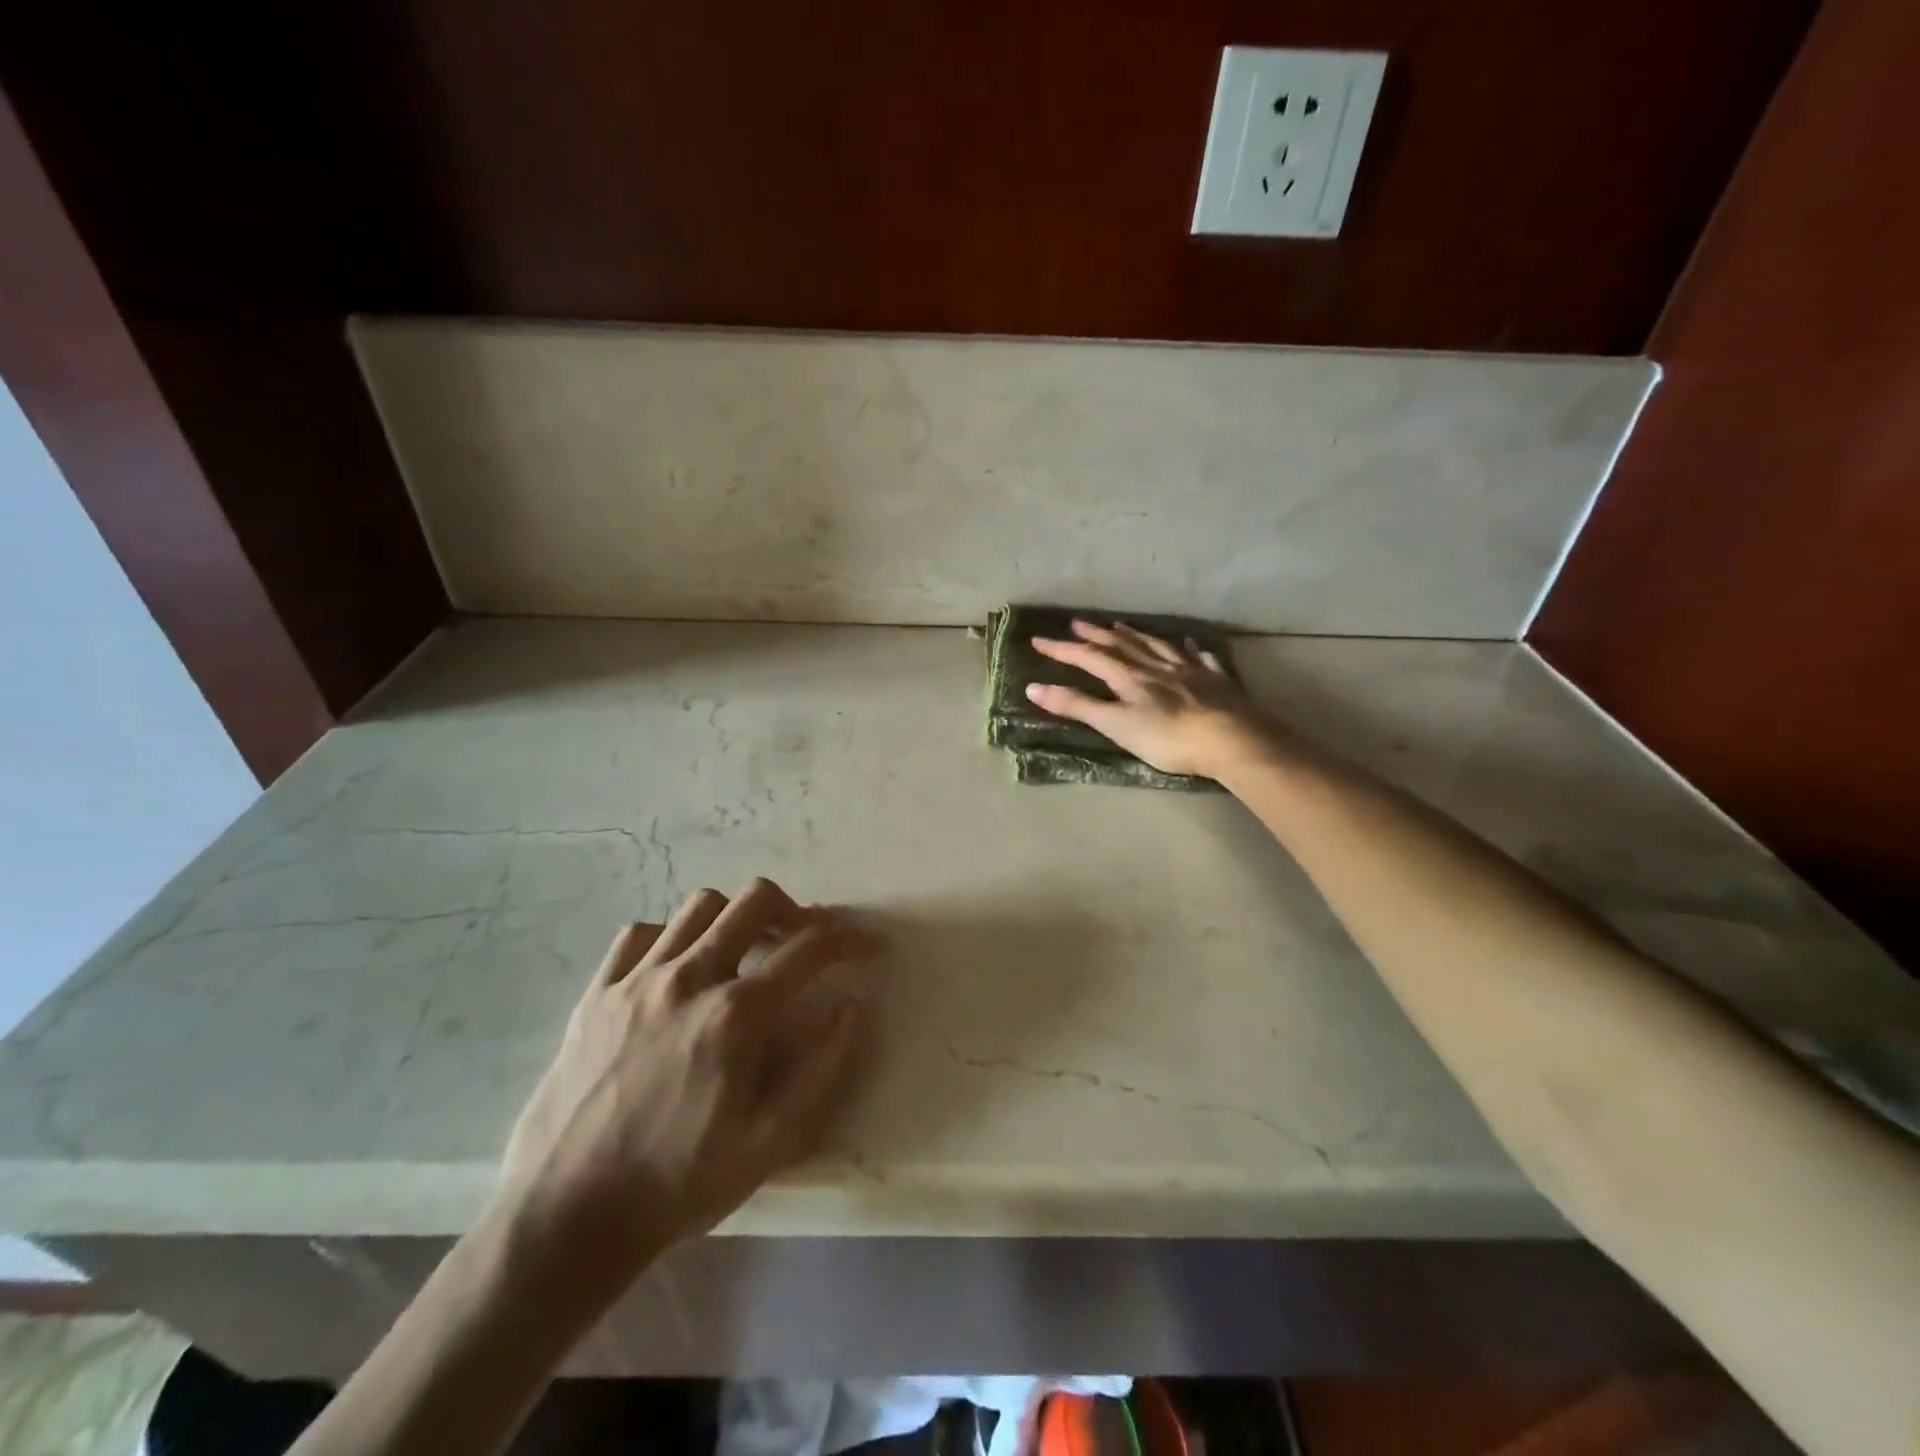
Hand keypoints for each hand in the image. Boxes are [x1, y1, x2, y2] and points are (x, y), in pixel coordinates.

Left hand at [494, 880, 874, 1295]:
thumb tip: (854, 1005)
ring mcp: (636, 980)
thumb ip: (824, 1069)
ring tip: (742, 951)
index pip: (809, 949)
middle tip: (802, 940)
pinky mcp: (596, 993)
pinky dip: (671, 937)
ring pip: (700, 906)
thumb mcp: (771, 1144)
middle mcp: (689, 979)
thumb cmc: (679, 1184)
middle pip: (755, 901)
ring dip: (734, 918)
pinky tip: (677, 968)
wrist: (566, 1219)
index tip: (866, 945)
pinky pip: (640, 934)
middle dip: (794, 910)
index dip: (848, 939)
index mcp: (736, 1015)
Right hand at [1026, 619, 1273, 778]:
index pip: (1088, 657)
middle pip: (1121, 644)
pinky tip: (1187, 643)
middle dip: (1096, 634)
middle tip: (1077, 622)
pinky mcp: (1215, 680)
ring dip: (1134, 634)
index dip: (1062, 649)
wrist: (1231, 740)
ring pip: (1155, 645)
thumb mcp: (1115, 725)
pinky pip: (1198, 657)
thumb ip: (1077, 706)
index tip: (1038, 639)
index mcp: (1129, 677)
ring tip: (1120, 625)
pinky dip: (1187, 648)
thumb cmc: (1168, 738)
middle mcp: (1155, 665)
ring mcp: (1188, 669)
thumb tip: (1033, 687)